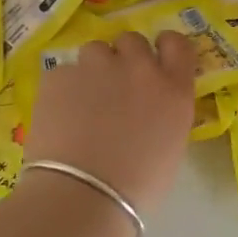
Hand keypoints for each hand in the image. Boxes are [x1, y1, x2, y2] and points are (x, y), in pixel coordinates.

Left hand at [21, 31, 196, 217]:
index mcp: (173, 89)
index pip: (177, 44)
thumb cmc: (138, 187)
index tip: (156, 58)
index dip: (165, 47)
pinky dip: (63, 89)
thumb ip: (164, 114)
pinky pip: (64, 73)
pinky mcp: (59, 75)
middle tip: (115, 86)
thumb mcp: (170, 147)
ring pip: (95, 50)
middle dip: (124, 57)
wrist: (84, 195)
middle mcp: (139, 68)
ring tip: (83, 101)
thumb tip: (148, 109)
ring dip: (93, 69)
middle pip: (132, 41)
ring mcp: (97, 67)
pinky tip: (59, 117)